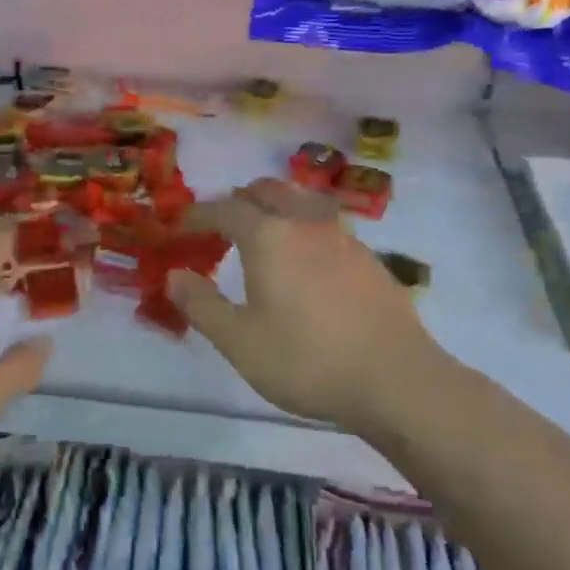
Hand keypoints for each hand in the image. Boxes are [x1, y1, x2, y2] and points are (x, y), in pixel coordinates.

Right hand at [168, 179, 442, 433]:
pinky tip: (308, 258)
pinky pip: (327, 223)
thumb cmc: (307, 359)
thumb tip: (174, 275)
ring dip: (277, 204)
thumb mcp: (239, 341)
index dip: (198, 214)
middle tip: (223, 223)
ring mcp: (343, 236)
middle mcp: (305, 223)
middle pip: (268, 190)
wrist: (396, 379)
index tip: (180, 225)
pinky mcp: (369, 257)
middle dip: (240, 199)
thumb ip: (201, 305)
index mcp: (268, 236)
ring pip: (302, 200)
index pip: (224, 209)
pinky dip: (305, 225)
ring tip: (265, 230)